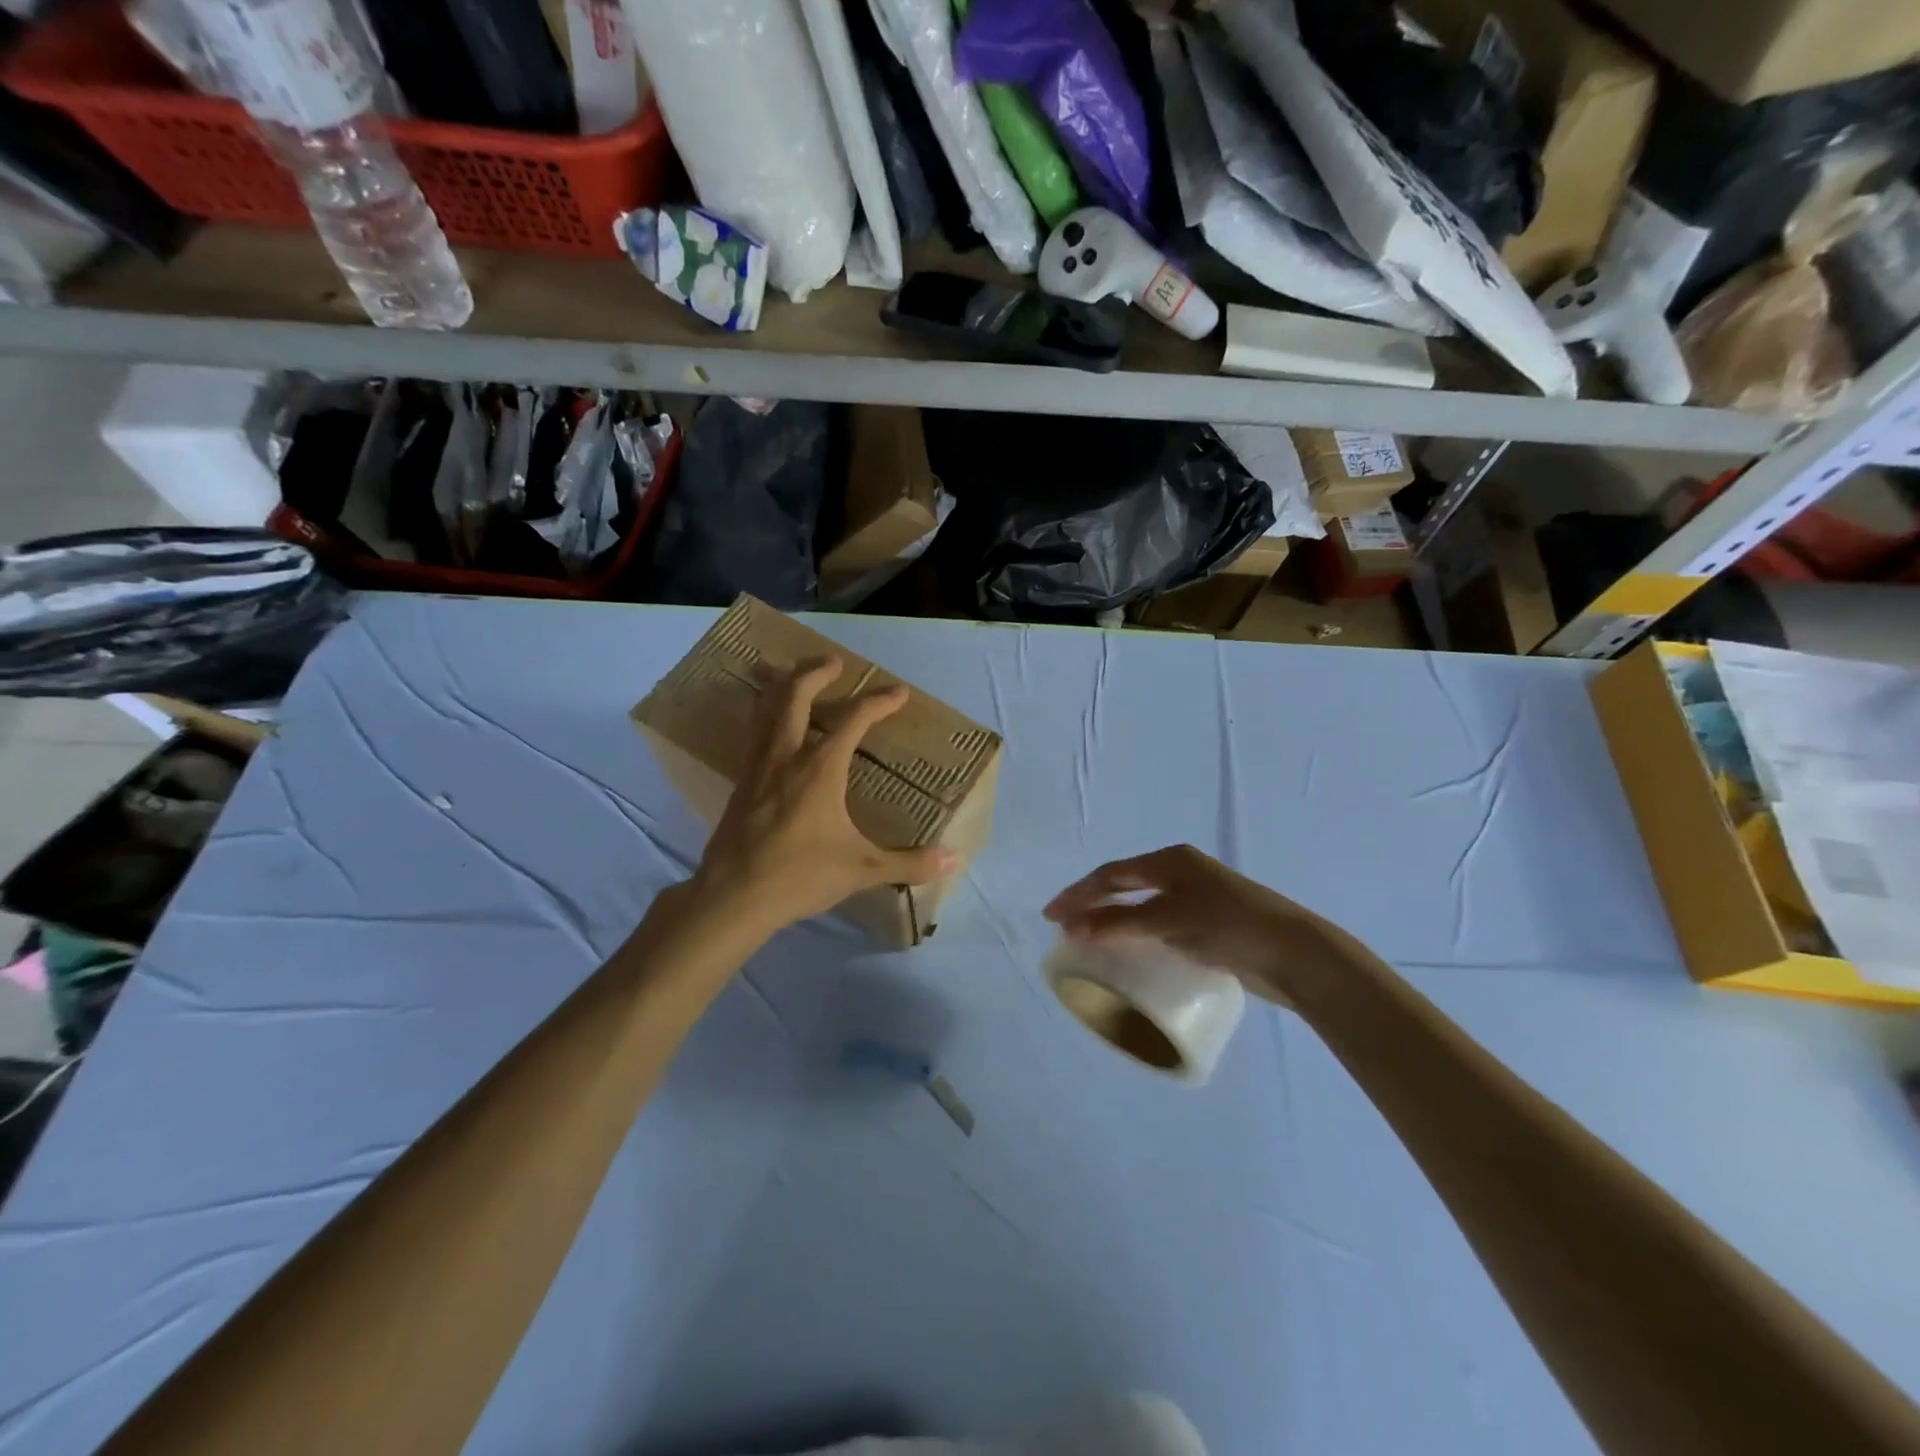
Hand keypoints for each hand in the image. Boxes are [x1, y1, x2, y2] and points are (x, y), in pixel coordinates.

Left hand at [688, 657, 954, 937]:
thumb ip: (909, 862)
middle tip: (833, 662)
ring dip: (781, 686)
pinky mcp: (740, 784)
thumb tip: (953, 861)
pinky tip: (768, 726)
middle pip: (796, 696)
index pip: (854, 720)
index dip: (879, 702)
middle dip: (816, 673)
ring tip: (789, 673)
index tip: (899, 692)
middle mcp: (786, 756)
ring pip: (765, 710)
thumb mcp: (862, 869)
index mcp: (820, 768)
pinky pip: (753, 734)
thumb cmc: (800, 876)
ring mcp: (757, 768)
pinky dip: (764, 715)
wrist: (733, 896)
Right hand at [1044, 845, 1311, 1004]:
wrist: (1296, 955)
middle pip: (1124, 885)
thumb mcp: (1169, 921)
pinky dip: (1136, 934)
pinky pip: (1158, 924)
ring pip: (1141, 905)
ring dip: (1112, 920)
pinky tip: (1129, 951)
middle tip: (1063, 927)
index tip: (1051, 916)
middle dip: (1091, 904)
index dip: (1078, 894)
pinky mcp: (1208, 925)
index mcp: (1170, 861)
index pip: (1111, 874)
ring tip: (1088, 940)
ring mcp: (1196, 898)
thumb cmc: (1230, 927)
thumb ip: (1120, 924)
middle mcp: (1181, 873)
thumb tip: (1071, 929)